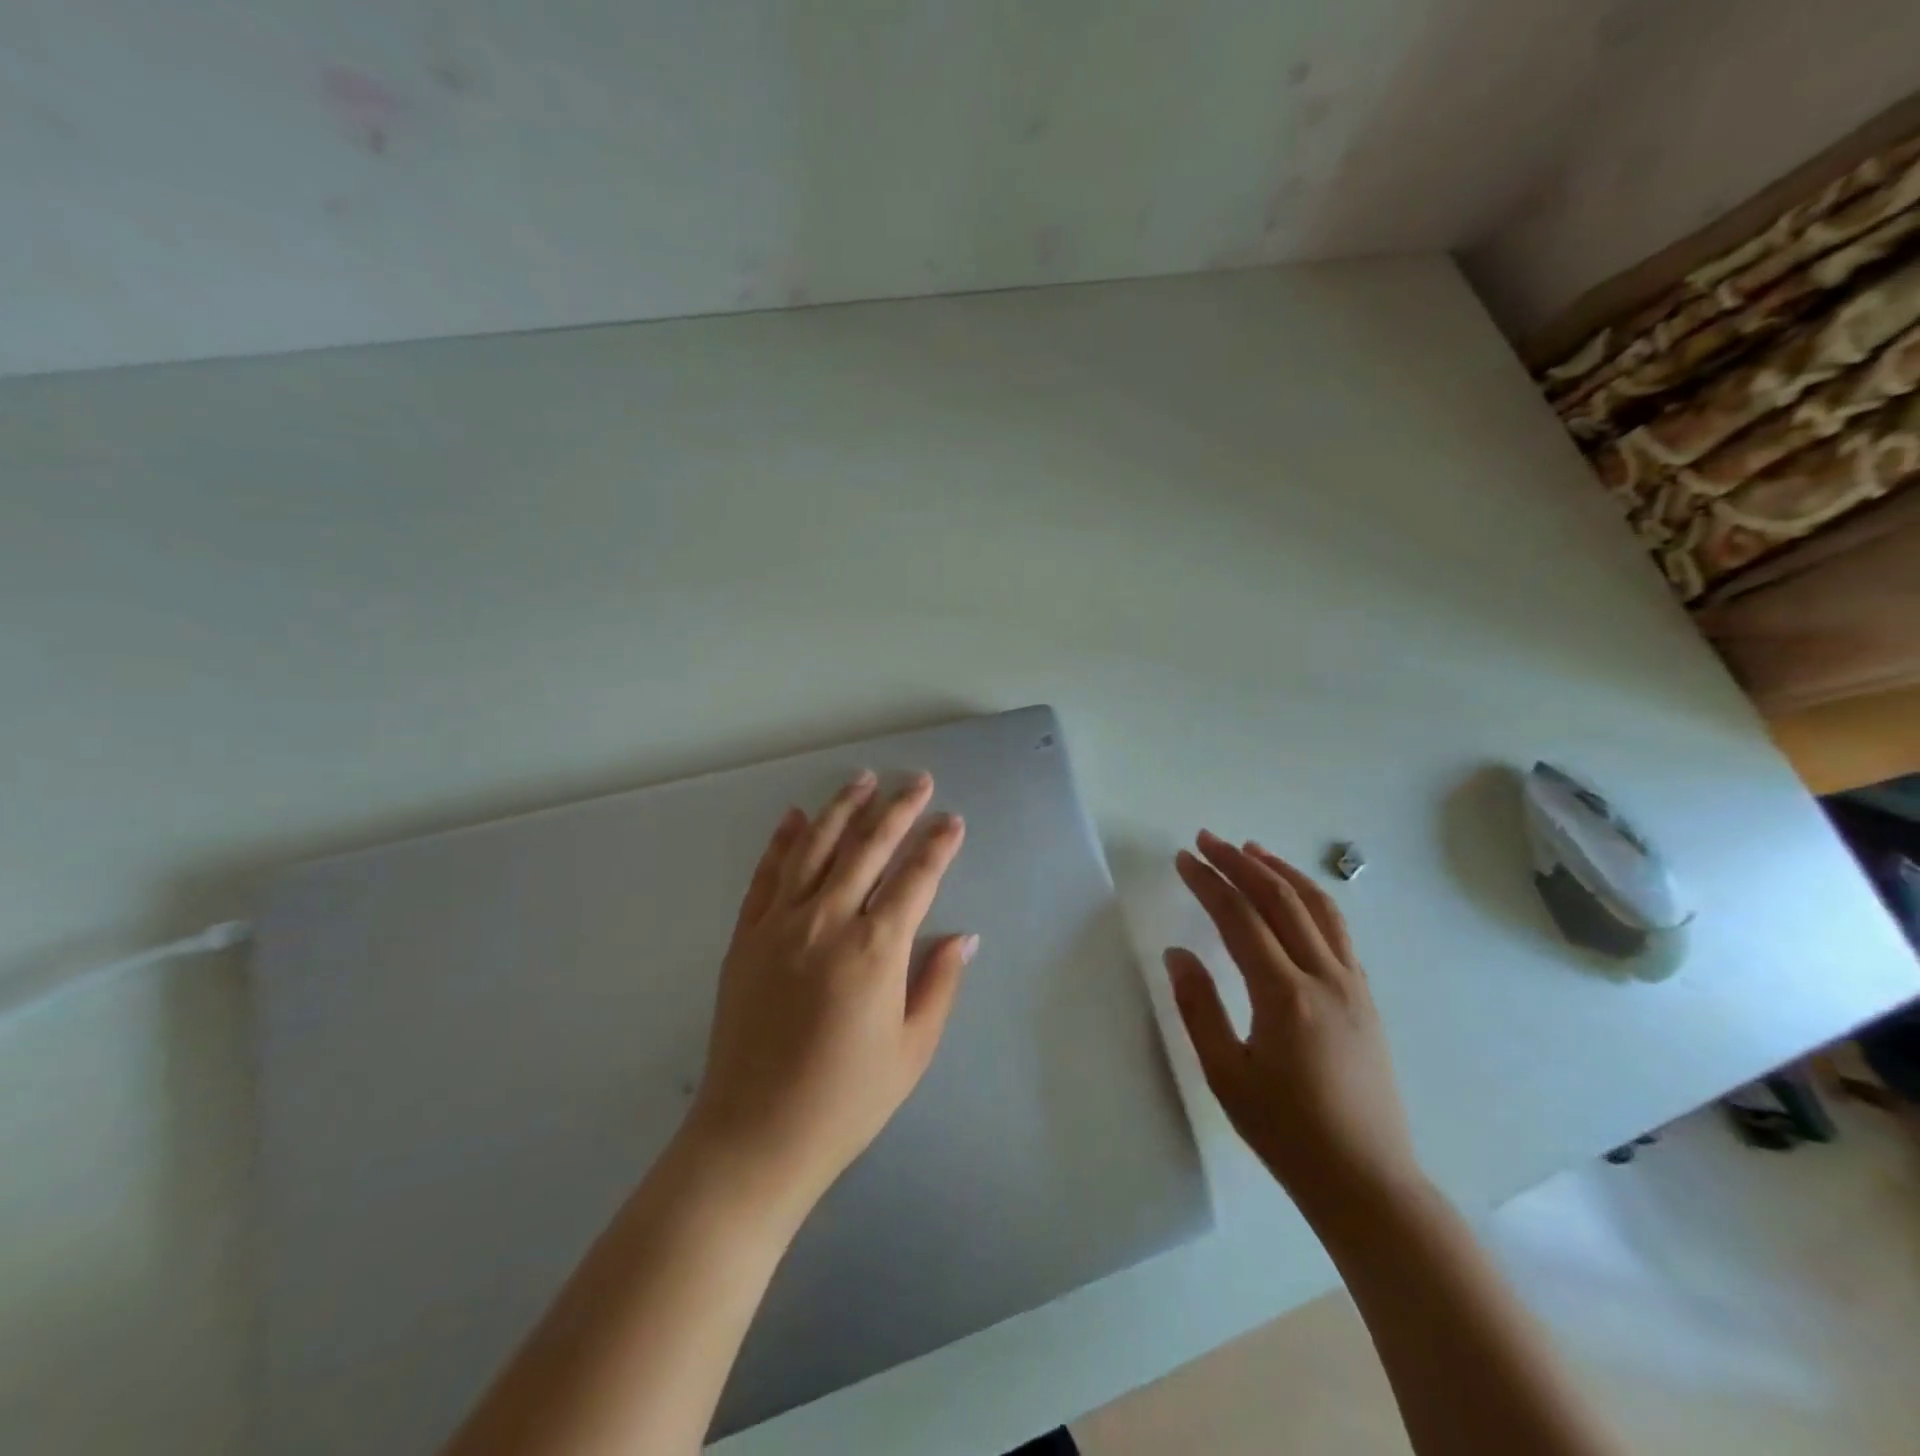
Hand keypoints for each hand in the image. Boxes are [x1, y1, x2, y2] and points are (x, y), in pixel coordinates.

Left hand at [685, 770, 975, 1212]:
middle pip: (867, 848)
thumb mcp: (911, 1050)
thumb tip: (963, 937)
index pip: (916, 879)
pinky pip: (766, 875)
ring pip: (815, 848)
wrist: (755, 1135)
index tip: (953, 821)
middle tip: (918, 781)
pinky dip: (782, 842)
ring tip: (862, 779)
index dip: (938, 846)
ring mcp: (779, 924)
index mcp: (875, 950)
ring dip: (841, 809)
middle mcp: (827, 922)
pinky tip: (794, 817)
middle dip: (897, 809)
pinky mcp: (746, 937)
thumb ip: (938, 984)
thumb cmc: (846, 1100)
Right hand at [1166, 831, 1421, 1215]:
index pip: (1240, 919)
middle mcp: (1325, 977)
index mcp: (1286, 996)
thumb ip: (1198, 1008)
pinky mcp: (1366, 996)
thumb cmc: (1287, 1133)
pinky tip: (1292, 897)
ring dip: (1280, 871)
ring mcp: (1353, 984)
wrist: (1367, 1181)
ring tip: (1251, 850)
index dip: (1208, 883)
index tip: (1182, 858)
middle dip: (1240, 863)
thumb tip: (1177, 953)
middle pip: (1280, 899)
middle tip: (1206, 839)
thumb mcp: (1226, 1076)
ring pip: (1318, 907)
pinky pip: (1337, 930)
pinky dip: (1310, 898)